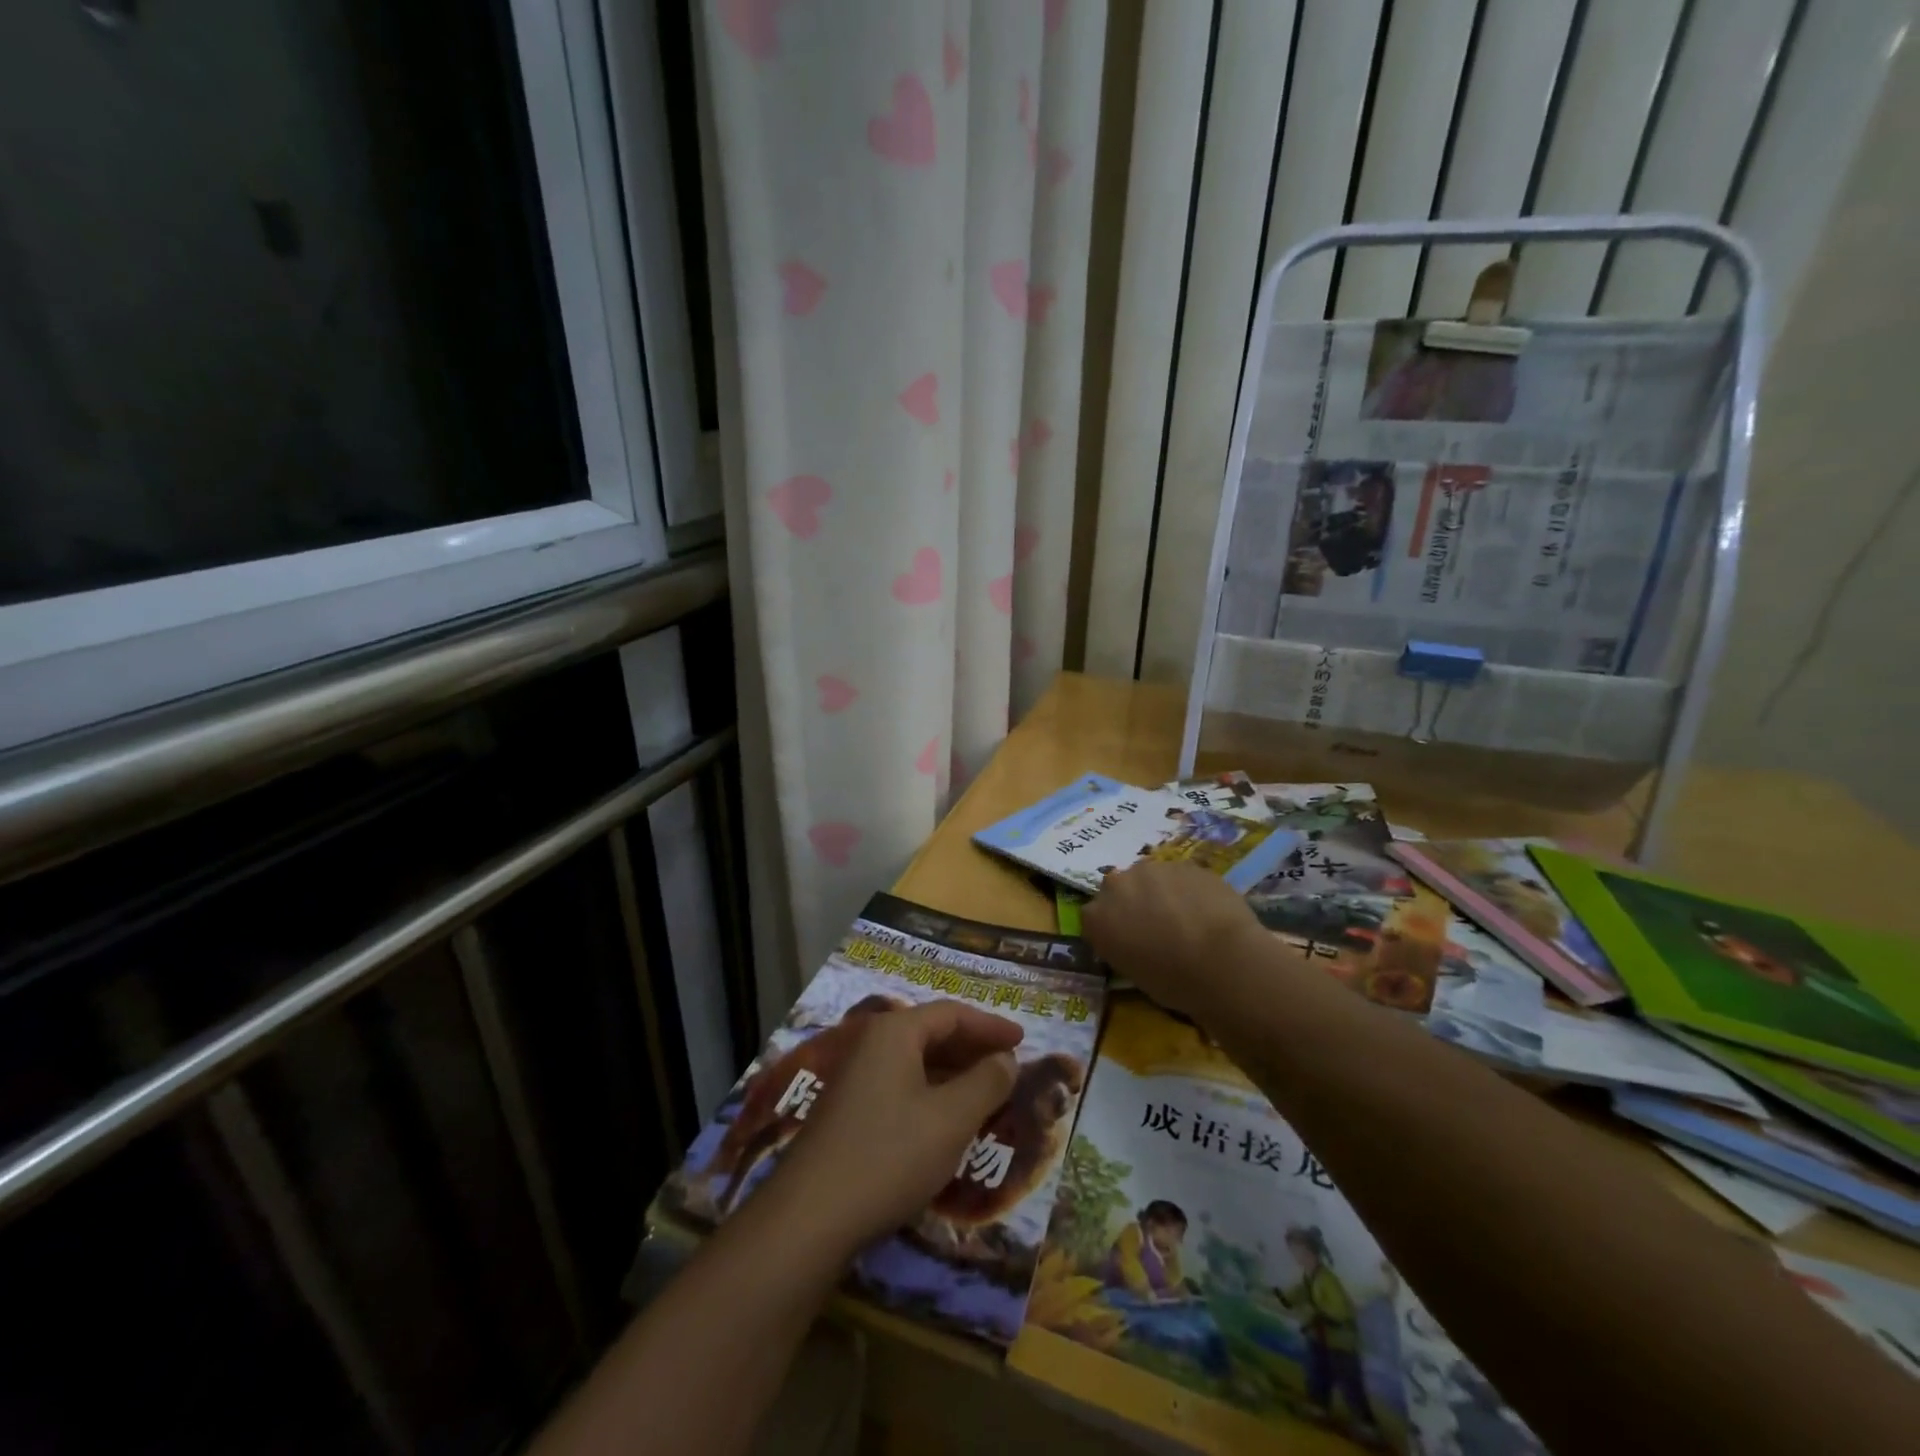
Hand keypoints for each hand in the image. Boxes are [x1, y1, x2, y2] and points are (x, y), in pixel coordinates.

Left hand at [770, 1001, 1022, 1253]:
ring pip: (916, 1062)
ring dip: (954, 1074)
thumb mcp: (951, 1119)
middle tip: (1008, 1066)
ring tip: (987, 1094)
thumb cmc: (890, 1155)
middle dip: (972, 1048)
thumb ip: (986, 1083)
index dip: (990, 1025)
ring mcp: (855, 1077)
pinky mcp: (848, 1109)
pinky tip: (947, 1120)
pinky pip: (901, 1085)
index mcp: (895, 1032)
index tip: (1022, 1040)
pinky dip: (932, 1093)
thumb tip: (1006, 1060)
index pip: (951, 1013)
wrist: (810, 1216)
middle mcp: (871, 1043)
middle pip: (931, 1033)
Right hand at [1083, 860, 1266, 1015]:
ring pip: (1152, 878)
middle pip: (1120, 889)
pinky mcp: (1184, 863)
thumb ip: (1125, 947)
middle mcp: (1116, 885)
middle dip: (1134, 902)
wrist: (1222, 960)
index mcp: (1097, 918)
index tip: (1128, 942)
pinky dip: (1188, 890)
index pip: (1094, 917)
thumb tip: (1138, 942)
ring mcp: (1152, 869)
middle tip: (1157, 927)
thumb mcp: (1134, 974)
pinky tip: (1207, 911)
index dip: (1113, 928)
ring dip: (1162, 893)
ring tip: (1186, 918)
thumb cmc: (1174, 982)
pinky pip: (1181, 877)